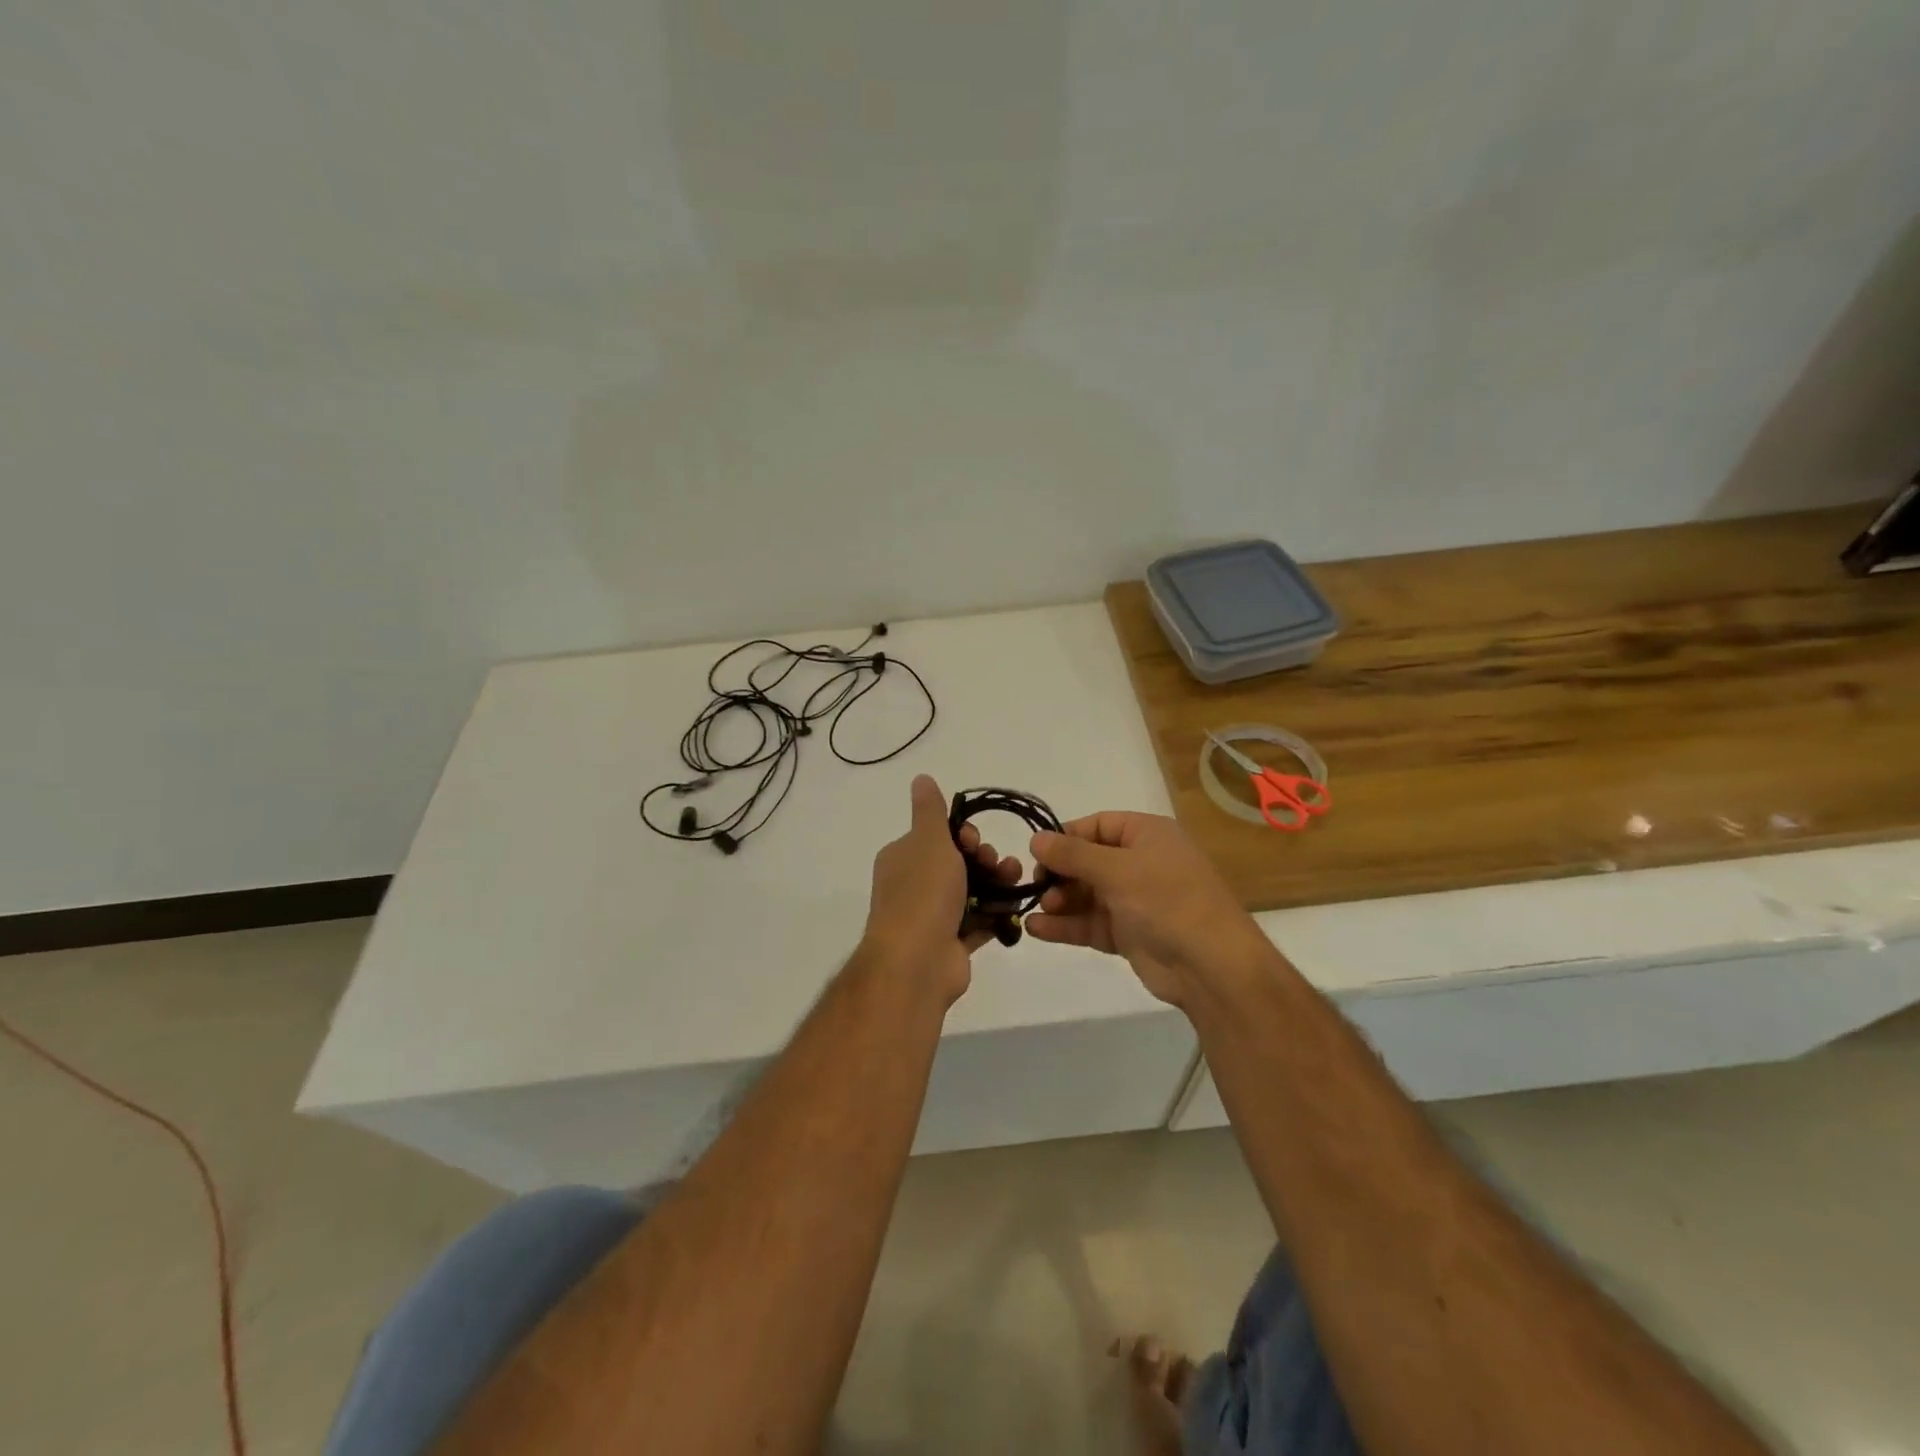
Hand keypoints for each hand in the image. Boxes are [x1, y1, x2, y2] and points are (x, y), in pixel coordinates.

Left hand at [863, 774, 1024, 1004]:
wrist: (917, 961)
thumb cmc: (923, 893)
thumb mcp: (928, 840)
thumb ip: (929, 810)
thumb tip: (921, 778)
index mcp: (902, 859)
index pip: (935, 837)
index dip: (960, 834)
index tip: (973, 839)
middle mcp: (913, 886)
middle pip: (957, 864)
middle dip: (983, 858)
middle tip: (996, 861)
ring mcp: (932, 917)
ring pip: (971, 892)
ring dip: (996, 882)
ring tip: (1016, 879)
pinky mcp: (951, 944)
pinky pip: (979, 922)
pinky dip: (996, 913)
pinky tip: (1016, 906)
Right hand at [1025, 811, 1265, 1008]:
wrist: (1211, 966)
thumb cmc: (1167, 901)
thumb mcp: (1117, 870)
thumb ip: (1072, 854)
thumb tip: (1035, 839)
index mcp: (1147, 835)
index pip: (1098, 826)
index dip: (1066, 837)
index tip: (1037, 853)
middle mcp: (1141, 863)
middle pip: (1089, 861)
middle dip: (1060, 873)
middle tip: (1037, 886)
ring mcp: (1135, 901)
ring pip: (1087, 895)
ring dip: (1060, 900)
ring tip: (1038, 909)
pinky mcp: (1129, 934)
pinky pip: (1091, 923)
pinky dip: (1066, 926)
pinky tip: (1036, 929)